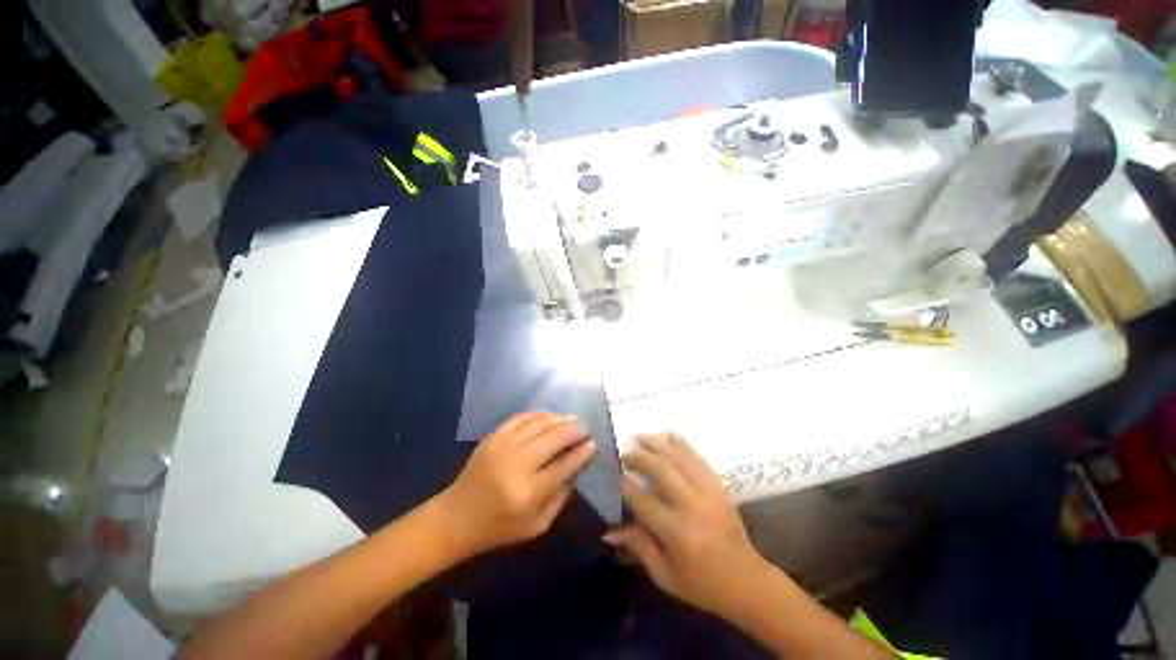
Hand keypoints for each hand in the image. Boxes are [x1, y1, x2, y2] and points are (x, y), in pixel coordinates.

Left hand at [439, 412, 595, 557]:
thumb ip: (560, 498)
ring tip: (572, 420)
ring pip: (540, 422)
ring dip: (560, 419)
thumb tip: (576, 468)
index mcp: (528, 492)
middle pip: (554, 438)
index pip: (564, 465)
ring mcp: (502, 446)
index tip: (593, 444)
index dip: (582, 452)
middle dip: (574, 430)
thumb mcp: (536, 526)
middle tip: (585, 429)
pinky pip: (521, 417)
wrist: (456, 517)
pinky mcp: (493, 436)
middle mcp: (516, 464)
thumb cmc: (499, 527)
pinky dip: (539, 414)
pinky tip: (550, 416)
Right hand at [604, 433, 770, 618]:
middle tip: (625, 454)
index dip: (625, 485)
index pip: (643, 500)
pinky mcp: (718, 486)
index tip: (614, 475)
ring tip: (640, 437)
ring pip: (679, 457)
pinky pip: (697, 458)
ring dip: (657, 443)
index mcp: (677, 531)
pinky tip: (668, 436)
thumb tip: (608, 532)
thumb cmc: (702, 585)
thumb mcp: (665, 576)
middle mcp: (692, 505)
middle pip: (661, 469)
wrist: (747, 581)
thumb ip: (638, 548)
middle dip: (639, 457)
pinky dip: (680, 444)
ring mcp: (708, 491)